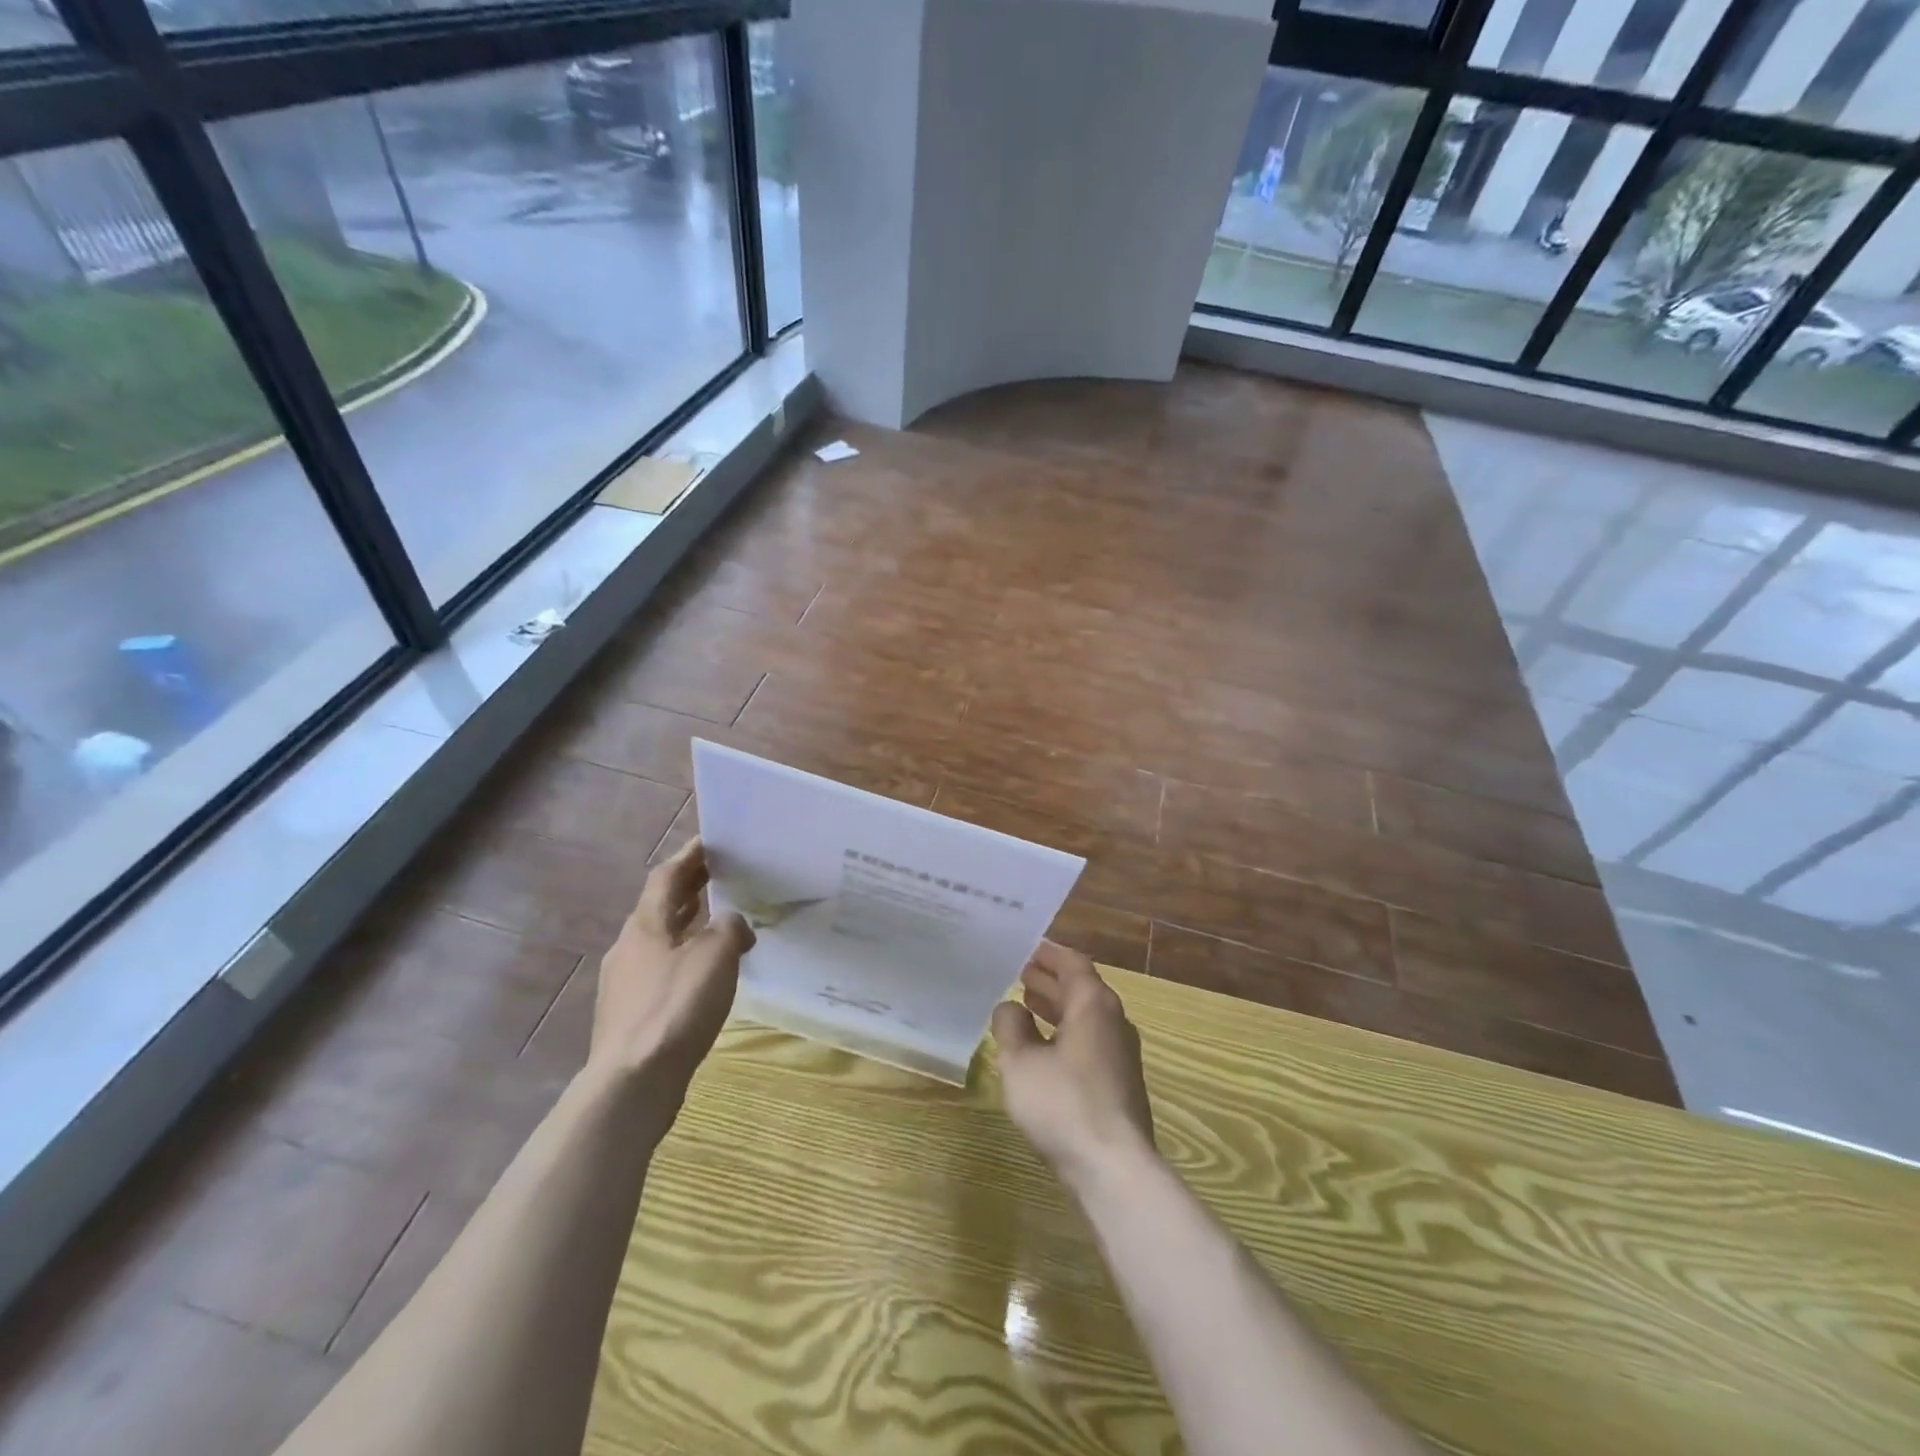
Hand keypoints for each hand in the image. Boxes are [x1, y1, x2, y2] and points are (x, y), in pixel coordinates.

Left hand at [589, 839, 754, 1098]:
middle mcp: (630, 947)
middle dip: (691, 888)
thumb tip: (733, 924)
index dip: (690, 856)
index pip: (666, 876)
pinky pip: (663, 969)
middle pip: (661, 906)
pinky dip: (686, 957)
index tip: (712, 840)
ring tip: (721, 920)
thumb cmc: (675, 1007)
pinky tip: (708, 973)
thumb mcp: (715, 956)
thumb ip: (729, 928)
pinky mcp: (632, 1013)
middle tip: (723, 874)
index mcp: (645, 925)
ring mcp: (627, 982)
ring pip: (662, 939)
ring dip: (689, 924)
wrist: (633, 1082)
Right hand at [991, 941, 1156, 1190]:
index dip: (1048, 954)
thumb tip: (1009, 1007)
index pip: (1072, 963)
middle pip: (1080, 988)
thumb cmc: (1064, 1104)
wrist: (1114, 1168)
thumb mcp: (1021, 1062)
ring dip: (1056, 1007)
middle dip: (1050, 980)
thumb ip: (1010, 1026)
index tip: (1025, 948)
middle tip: (1018, 973)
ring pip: (1085, 1016)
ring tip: (1026, 1003)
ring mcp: (1121, 1052)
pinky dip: (1065, 1032)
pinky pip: (1089, 1040)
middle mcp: (1113, 1020)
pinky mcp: (1120, 1081)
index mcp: (1093, 1004)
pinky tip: (1043, 1048)